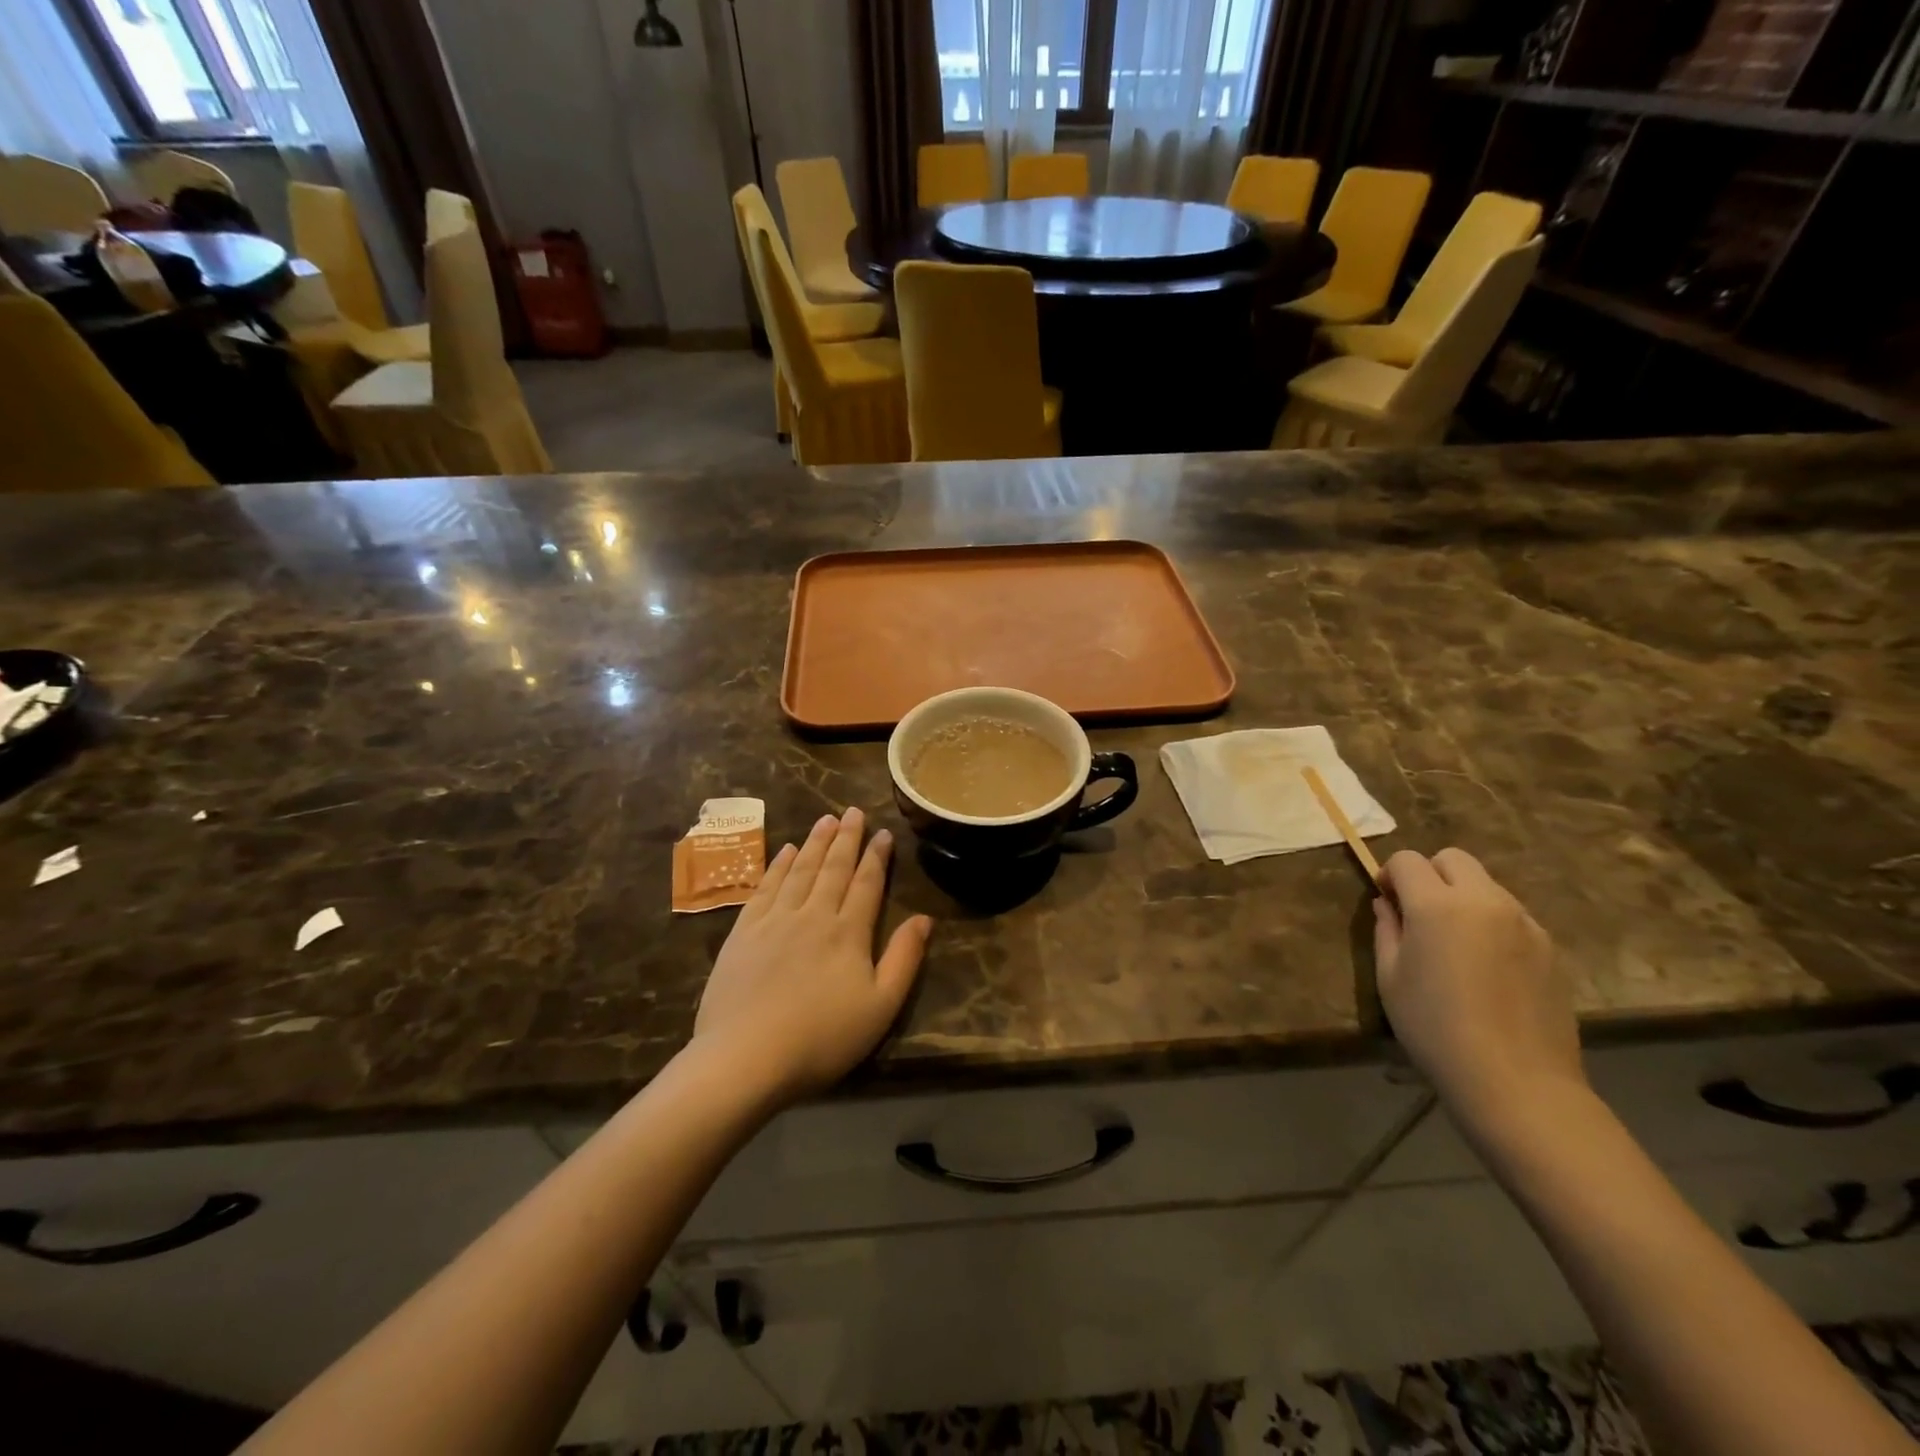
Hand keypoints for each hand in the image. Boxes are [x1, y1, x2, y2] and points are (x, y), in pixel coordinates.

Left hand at [692, 808, 931, 1107]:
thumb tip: (924, 918)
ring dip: (816, 843)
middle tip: (853, 811)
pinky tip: (785, 851)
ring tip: (826, 820)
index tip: (883, 832)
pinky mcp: (743, 932)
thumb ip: (904, 959)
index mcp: (849, 932)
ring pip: (800, 870)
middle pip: (834, 868)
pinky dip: (778, 865)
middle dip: (847, 838)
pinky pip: (765, 887)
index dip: (876, 856)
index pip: (867, 883)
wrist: (745, 1058)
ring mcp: (775, 920)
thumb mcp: (880, 1007)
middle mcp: (813, 914)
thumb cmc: (822, 1038)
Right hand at [1374, 848, 1584, 1132]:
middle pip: (1453, 859)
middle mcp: (1485, 901)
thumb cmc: (1436, 1029)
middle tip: (1419, 913)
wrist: (1517, 1082)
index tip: (1386, 902)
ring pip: (1486, 885)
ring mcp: (1524, 922)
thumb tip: (1388, 905)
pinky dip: (1492, 922)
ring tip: (1455, 943)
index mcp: (1438, 905)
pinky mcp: (1550, 947)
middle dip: (1429, 874)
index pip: (1407, 860)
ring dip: (1463, 897)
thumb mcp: (1391, 978)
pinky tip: (1487, 966)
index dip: (1389, 874)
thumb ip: (1387, 930)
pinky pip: (1512, 915)